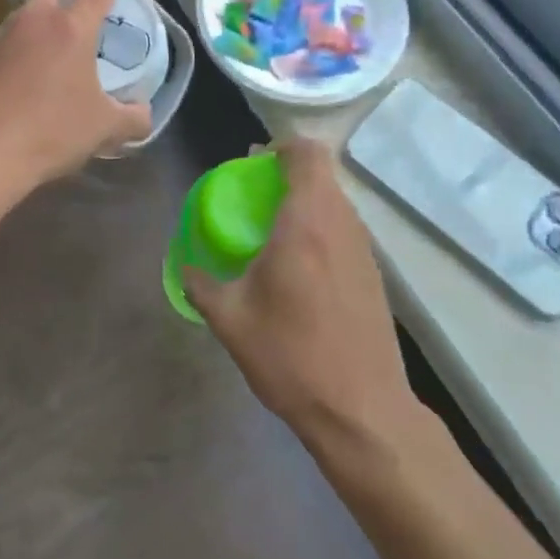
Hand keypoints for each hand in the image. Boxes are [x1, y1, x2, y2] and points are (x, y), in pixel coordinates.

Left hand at [0, 0, 153, 187]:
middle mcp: (36, 19)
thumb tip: (144, 114)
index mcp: (72, 27)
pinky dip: (29, 35)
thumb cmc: (51, 131)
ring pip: (30, 4)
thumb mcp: (104, 128)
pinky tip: (35, 64)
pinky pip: (12, 31)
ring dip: (49, 8)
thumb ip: (133, 118)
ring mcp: (5, 34)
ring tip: (62, 35)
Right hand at [184, 138, 414, 451]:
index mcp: (306, 222)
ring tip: (274, 230)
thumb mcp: (231, 320)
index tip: (254, 164)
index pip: (306, 154)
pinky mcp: (374, 273)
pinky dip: (321, 227)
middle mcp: (340, 224)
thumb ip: (201, 284)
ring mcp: (364, 248)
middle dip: (288, 174)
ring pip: (335, 201)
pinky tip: (301, 266)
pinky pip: (344, 228)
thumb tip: (185, 266)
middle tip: (255, 196)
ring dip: (306, 201)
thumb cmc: (292, 357)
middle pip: (321, 174)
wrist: (363, 411)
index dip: (281, 147)